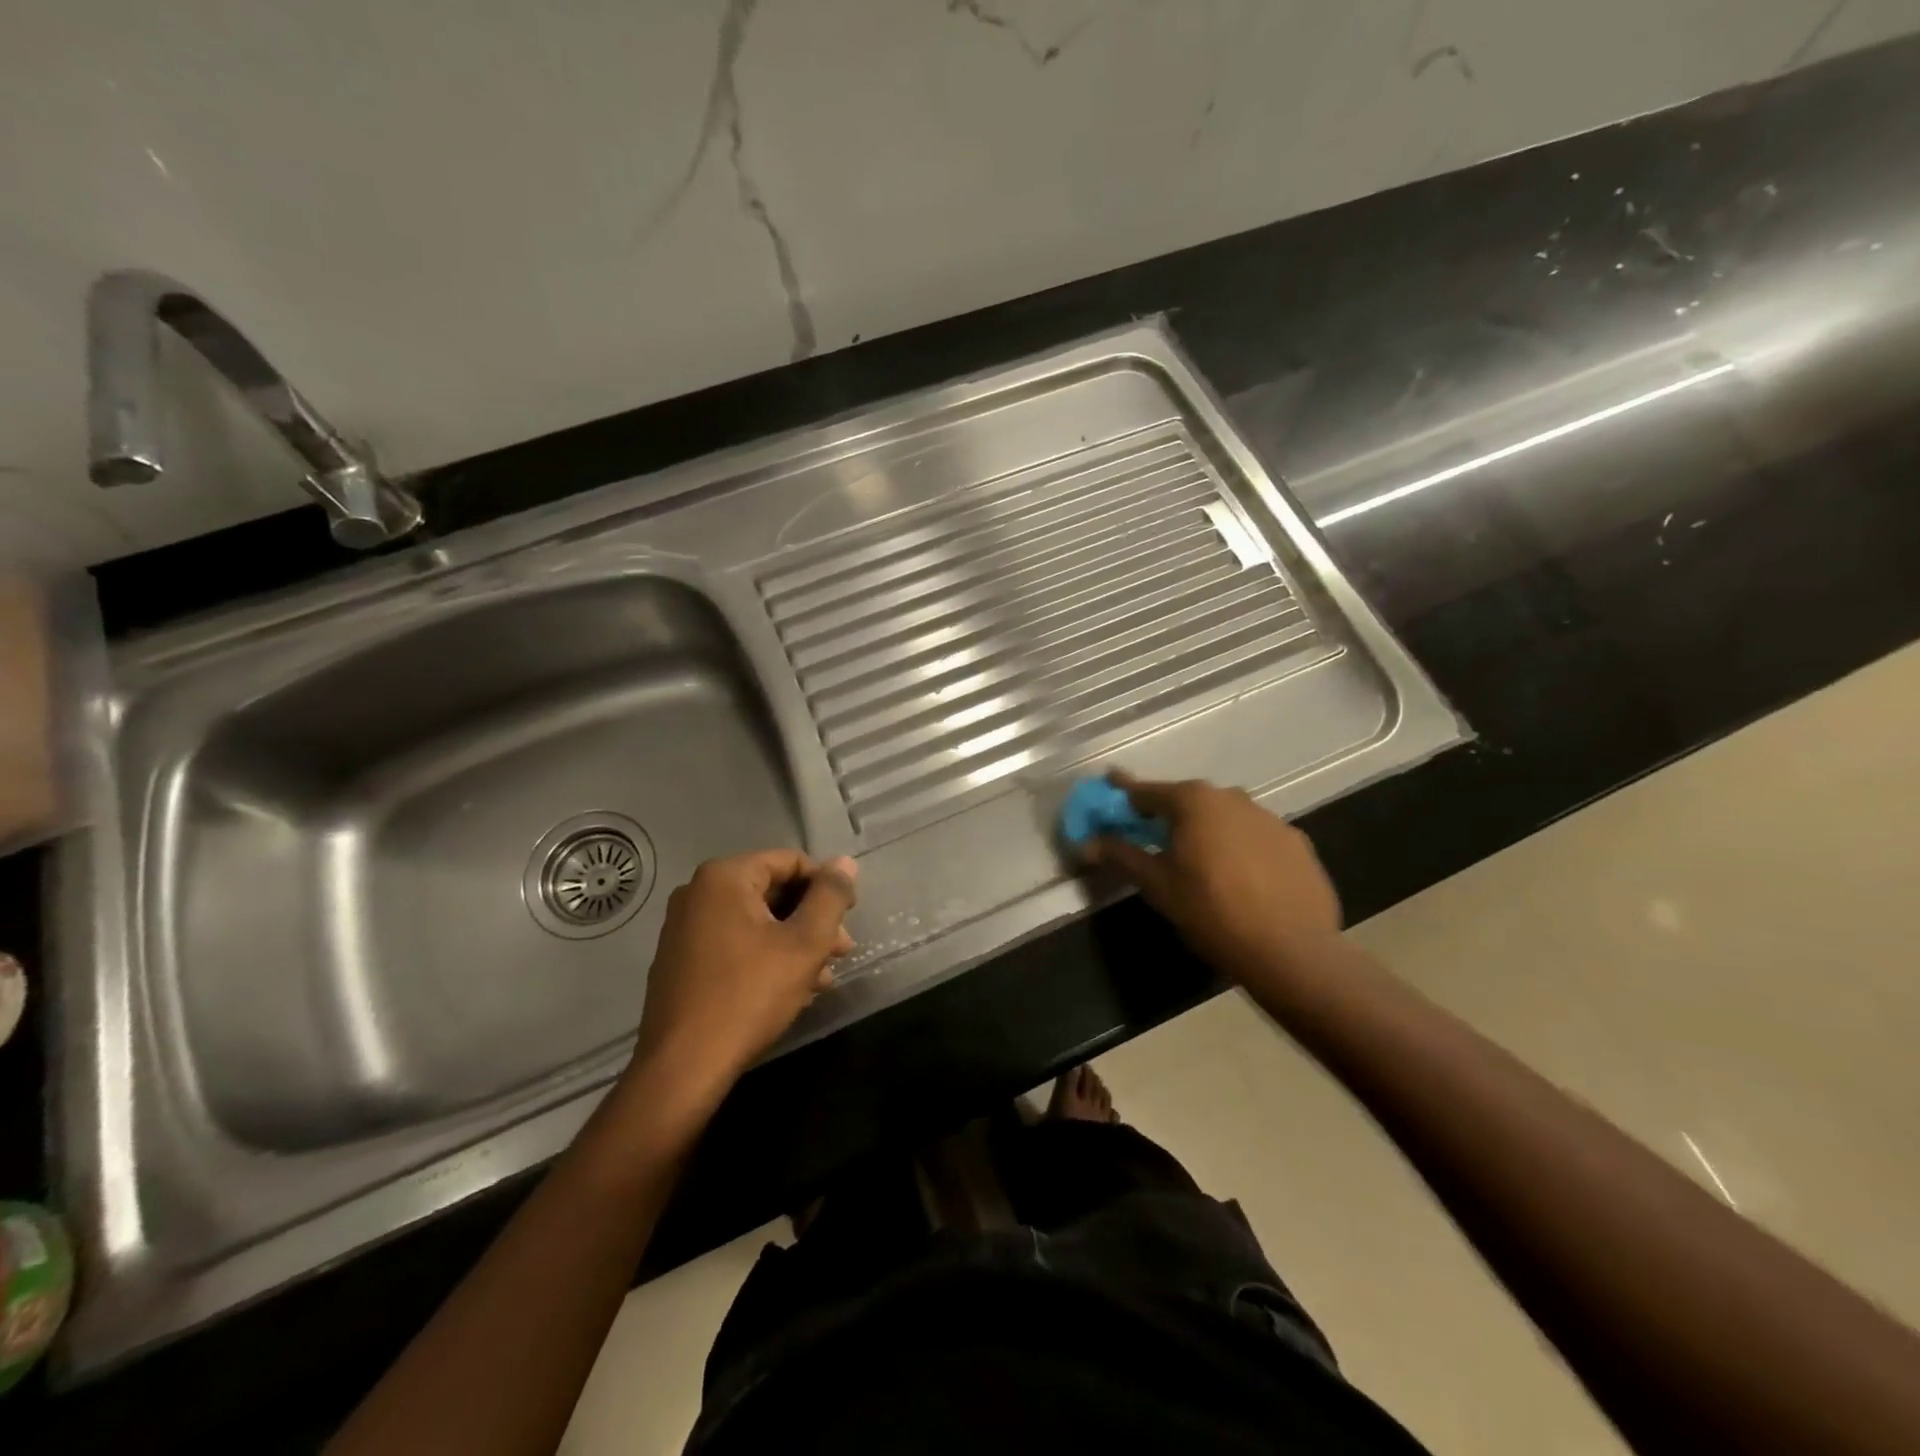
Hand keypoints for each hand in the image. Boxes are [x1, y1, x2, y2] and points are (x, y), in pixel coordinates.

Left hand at [631, 850, 857, 1093]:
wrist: (683, 1067)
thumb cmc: (749, 995)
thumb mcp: (805, 943)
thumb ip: (830, 897)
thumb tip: (845, 863)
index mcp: (724, 877)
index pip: (790, 862)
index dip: (826, 886)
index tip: (849, 918)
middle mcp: (697, 893)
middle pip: (772, 891)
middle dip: (812, 919)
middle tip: (842, 951)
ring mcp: (683, 928)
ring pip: (756, 921)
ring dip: (794, 942)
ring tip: (823, 977)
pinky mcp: (680, 961)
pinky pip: (734, 943)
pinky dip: (765, 957)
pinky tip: (791, 989)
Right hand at [1083, 772, 1340, 977]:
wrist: (1291, 951)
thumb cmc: (1211, 912)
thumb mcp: (1158, 885)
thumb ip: (1121, 855)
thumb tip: (1086, 843)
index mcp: (1194, 801)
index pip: (1147, 791)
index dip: (1123, 791)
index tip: (1109, 782)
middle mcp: (1232, 797)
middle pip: (1188, 801)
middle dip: (1167, 814)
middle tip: (1152, 836)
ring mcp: (1270, 818)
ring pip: (1225, 817)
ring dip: (1207, 830)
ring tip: (1200, 862)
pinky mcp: (1297, 842)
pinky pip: (1255, 837)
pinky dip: (1240, 848)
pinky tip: (1240, 878)